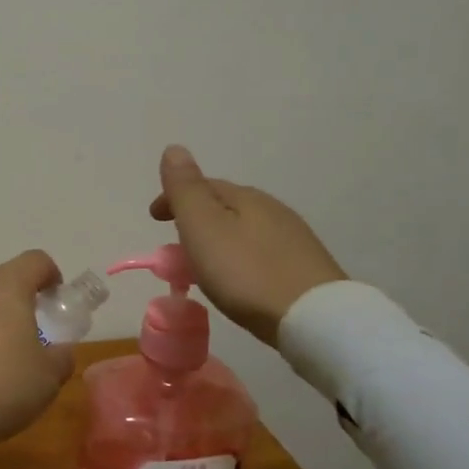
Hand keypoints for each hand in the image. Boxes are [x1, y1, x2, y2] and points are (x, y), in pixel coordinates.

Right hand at [149, 145, 346, 343]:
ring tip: (203, 263)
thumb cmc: (247, 272)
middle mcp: (272, 209)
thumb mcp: (204, 227)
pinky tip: (240, 276)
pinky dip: (240, 255)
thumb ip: (186, 189)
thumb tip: (174, 148)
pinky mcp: (306, 268)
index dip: (173, 198)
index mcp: (245, 197)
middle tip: (175, 242)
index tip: (153, 219)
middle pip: (225, 205)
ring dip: (219, 238)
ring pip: (244, 228)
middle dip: (196, 217)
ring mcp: (293, 239)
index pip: (202, 185)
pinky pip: (261, 251)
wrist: (314, 320)